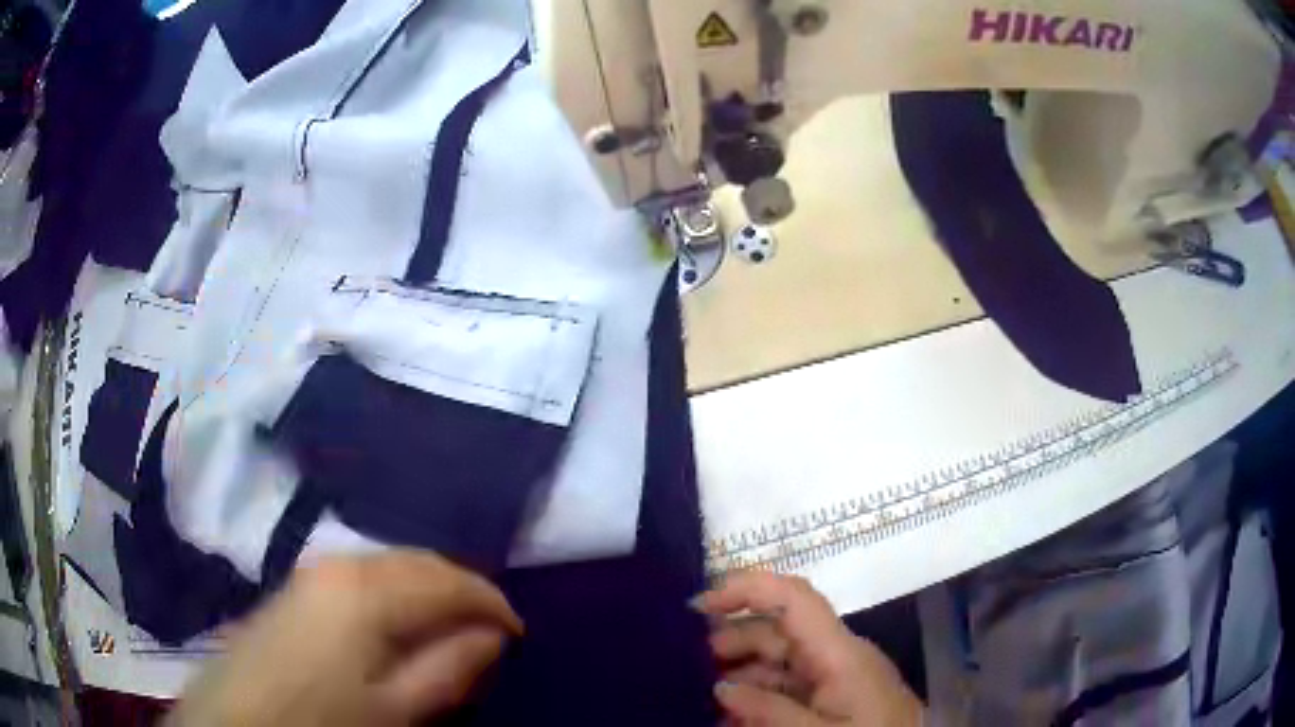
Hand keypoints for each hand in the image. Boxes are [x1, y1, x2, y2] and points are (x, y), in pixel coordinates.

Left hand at [167, 551, 522, 726]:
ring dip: (428, 590)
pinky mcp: (293, 589)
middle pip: (418, 562)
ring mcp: (310, 573)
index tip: (519, 633)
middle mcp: (339, 565)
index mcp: (367, 591)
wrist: (236, 722)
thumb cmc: (323, 723)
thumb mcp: (398, 711)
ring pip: (389, 566)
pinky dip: (394, 593)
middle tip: (491, 629)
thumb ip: (449, 669)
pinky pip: (361, 577)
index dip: (492, 604)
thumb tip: (491, 636)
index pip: (448, 581)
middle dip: (462, 591)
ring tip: (450, 627)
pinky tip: (399, 623)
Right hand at [697, 572, 922, 725]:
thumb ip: (769, 712)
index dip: (746, 588)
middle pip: (776, 631)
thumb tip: (722, 687)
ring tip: (698, 697)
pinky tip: (728, 717)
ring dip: (737, 676)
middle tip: (684, 669)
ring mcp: (833, 679)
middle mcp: (835, 656)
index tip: (698, 606)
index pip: (794, 598)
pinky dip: (755, 699)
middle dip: (729, 642)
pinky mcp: (832, 699)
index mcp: (839, 653)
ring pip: (776, 663)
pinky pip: (785, 689)